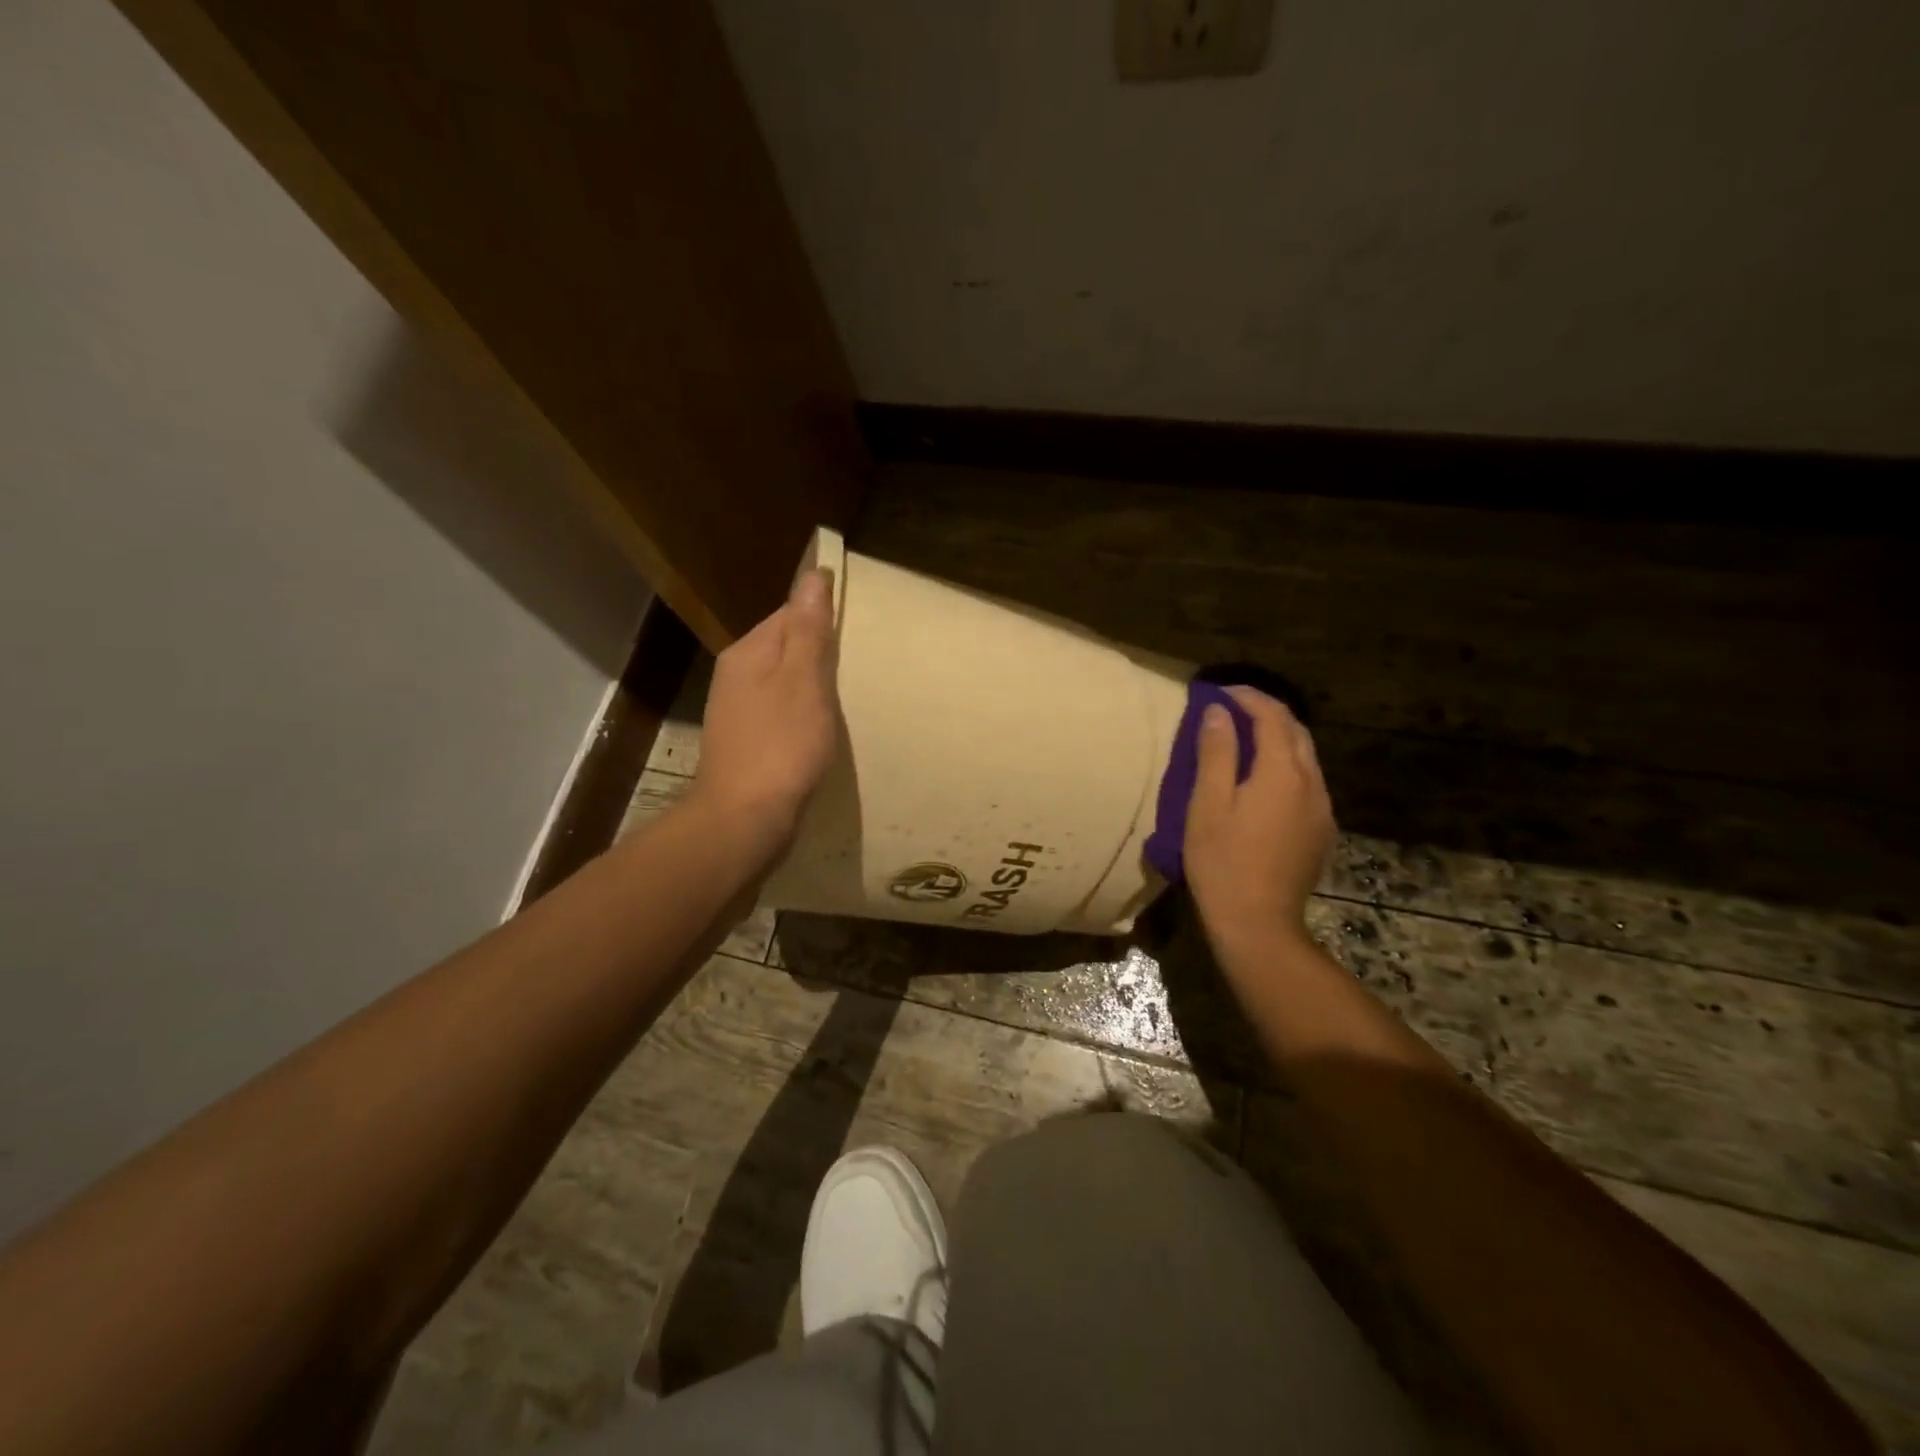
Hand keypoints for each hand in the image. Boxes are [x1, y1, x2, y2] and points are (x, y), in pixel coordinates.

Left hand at [686, 570, 839, 848]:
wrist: (744, 819)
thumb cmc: (781, 746)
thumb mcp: (804, 681)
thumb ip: (808, 631)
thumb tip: (812, 574)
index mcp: (748, 653)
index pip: (788, 614)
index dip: (822, 617)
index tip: (858, 629)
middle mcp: (736, 676)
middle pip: (785, 648)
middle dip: (819, 653)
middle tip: (861, 664)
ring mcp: (738, 712)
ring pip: (783, 683)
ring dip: (813, 686)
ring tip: (848, 696)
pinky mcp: (746, 744)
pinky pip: (781, 713)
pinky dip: (803, 715)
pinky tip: (821, 730)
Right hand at [1183, 687, 1334, 955]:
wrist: (1258, 923)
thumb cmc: (1221, 861)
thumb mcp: (1207, 804)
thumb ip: (1216, 753)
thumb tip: (1219, 713)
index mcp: (1281, 772)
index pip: (1272, 716)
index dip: (1247, 697)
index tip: (1219, 691)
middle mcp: (1311, 784)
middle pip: (1296, 732)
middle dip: (1266, 713)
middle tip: (1232, 710)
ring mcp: (1322, 810)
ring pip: (1305, 758)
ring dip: (1278, 739)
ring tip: (1245, 740)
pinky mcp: (1321, 832)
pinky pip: (1307, 783)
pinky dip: (1286, 766)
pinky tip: (1263, 781)